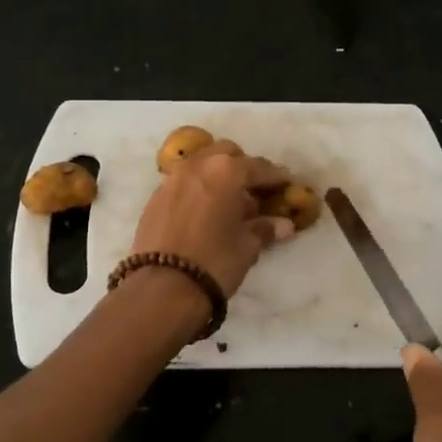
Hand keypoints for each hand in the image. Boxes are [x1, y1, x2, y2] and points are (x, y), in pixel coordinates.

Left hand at [130, 143, 293, 297]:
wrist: (163, 288)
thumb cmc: (215, 261)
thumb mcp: (246, 246)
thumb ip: (264, 228)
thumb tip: (284, 225)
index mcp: (225, 171)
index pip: (258, 167)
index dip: (275, 176)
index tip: (287, 183)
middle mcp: (197, 166)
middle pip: (226, 154)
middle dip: (242, 167)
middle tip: (254, 190)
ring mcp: (172, 180)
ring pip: (201, 165)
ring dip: (217, 176)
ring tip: (228, 202)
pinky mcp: (154, 198)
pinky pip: (183, 183)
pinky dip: (197, 190)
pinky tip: (204, 213)